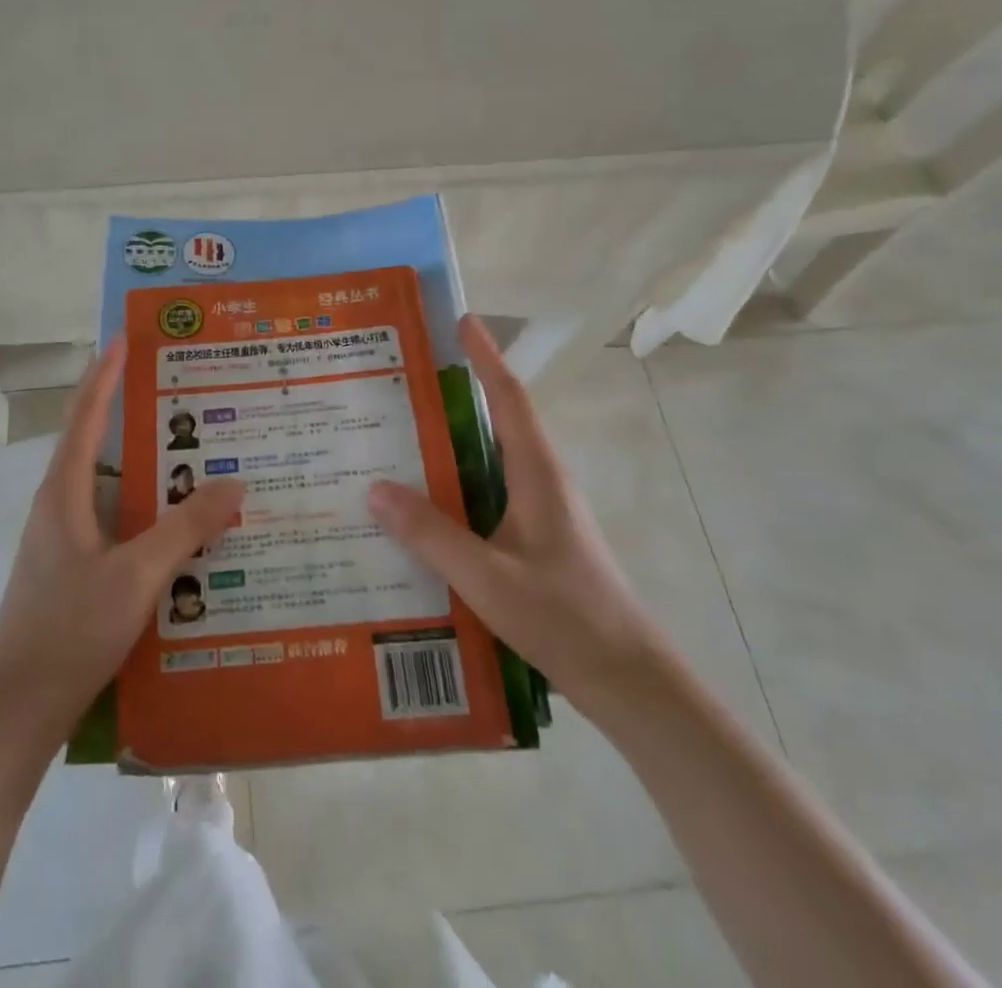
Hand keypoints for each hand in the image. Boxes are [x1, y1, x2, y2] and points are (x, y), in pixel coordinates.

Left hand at [0, 338, 244, 739]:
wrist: (15, 713)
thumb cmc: (68, 630)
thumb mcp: (136, 575)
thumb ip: (186, 527)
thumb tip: (235, 482)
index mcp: (63, 493)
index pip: (85, 416)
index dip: (104, 374)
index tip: (124, 338)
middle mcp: (60, 508)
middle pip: (99, 446)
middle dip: (136, 417)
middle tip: (185, 398)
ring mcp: (65, 543)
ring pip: (113, 490)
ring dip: (148, 472)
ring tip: (197, 461)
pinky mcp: (76, 573)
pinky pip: (118, 525)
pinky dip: (149, 514)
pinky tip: (183, 532)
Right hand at [367, 315, 664, 718]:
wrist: (627, 680)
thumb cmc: (565, 618)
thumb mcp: (488, 577)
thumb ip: (431, 534)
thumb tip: (374, 488)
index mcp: (537, 473)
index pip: (509, 397)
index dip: (486, 356)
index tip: (462, 320)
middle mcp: (540, 481)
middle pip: (496, 421)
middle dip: (456, 394)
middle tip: (400, 382)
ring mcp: (539, 512)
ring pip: (487, 461)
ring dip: (449, 444)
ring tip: (394, 440)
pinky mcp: (533, 540)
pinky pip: (485, 496)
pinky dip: (452, 487)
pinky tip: (419, 510)